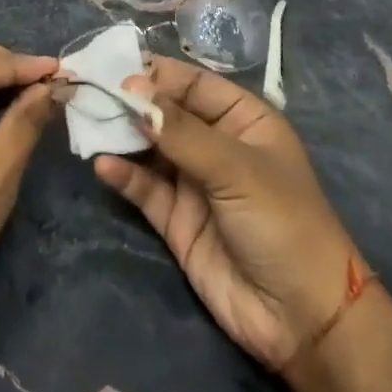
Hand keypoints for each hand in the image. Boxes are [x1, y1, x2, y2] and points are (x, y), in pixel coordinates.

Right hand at [95, 55, 361, 370]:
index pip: (194, 84)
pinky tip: (103, 166)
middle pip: (167, 113)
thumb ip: (183, 133)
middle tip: (92, 92)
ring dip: (122, 136)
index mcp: (243, 119)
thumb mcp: (237, 169)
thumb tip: (134, 95)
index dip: (158, 76)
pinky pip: (146, 189)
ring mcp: (195, 182)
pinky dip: (124, 176)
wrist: (303, 319)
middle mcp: (216, 144)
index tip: (118, 72)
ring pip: (151, 148)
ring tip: (88, 123)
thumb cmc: (283, 223)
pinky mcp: (177, 221)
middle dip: (133, 103)